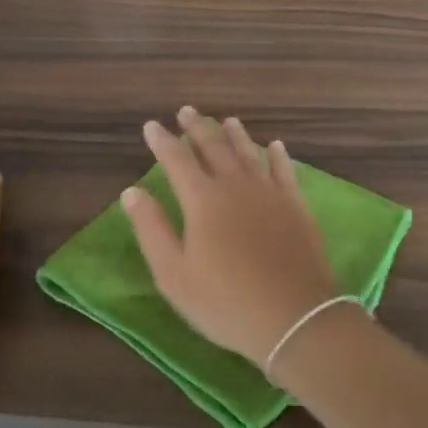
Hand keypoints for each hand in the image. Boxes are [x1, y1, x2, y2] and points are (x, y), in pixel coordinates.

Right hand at [122, 106, 338, 367]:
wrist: (295, 317)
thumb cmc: (225, 301)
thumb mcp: (174, 274)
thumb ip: (152, 229)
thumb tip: (132, 191)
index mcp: (202, 199)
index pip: (176, 159)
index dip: (162, 141)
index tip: (151, 125)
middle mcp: (235, 185)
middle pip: (213, 147)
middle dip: (197, 127)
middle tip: (186, 111)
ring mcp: (269, 192)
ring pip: (248, 153)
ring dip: (235, 135)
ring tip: (226, 120)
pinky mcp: (296, 205)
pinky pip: (284, 170)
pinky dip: (277, 155)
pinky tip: (275, 145)